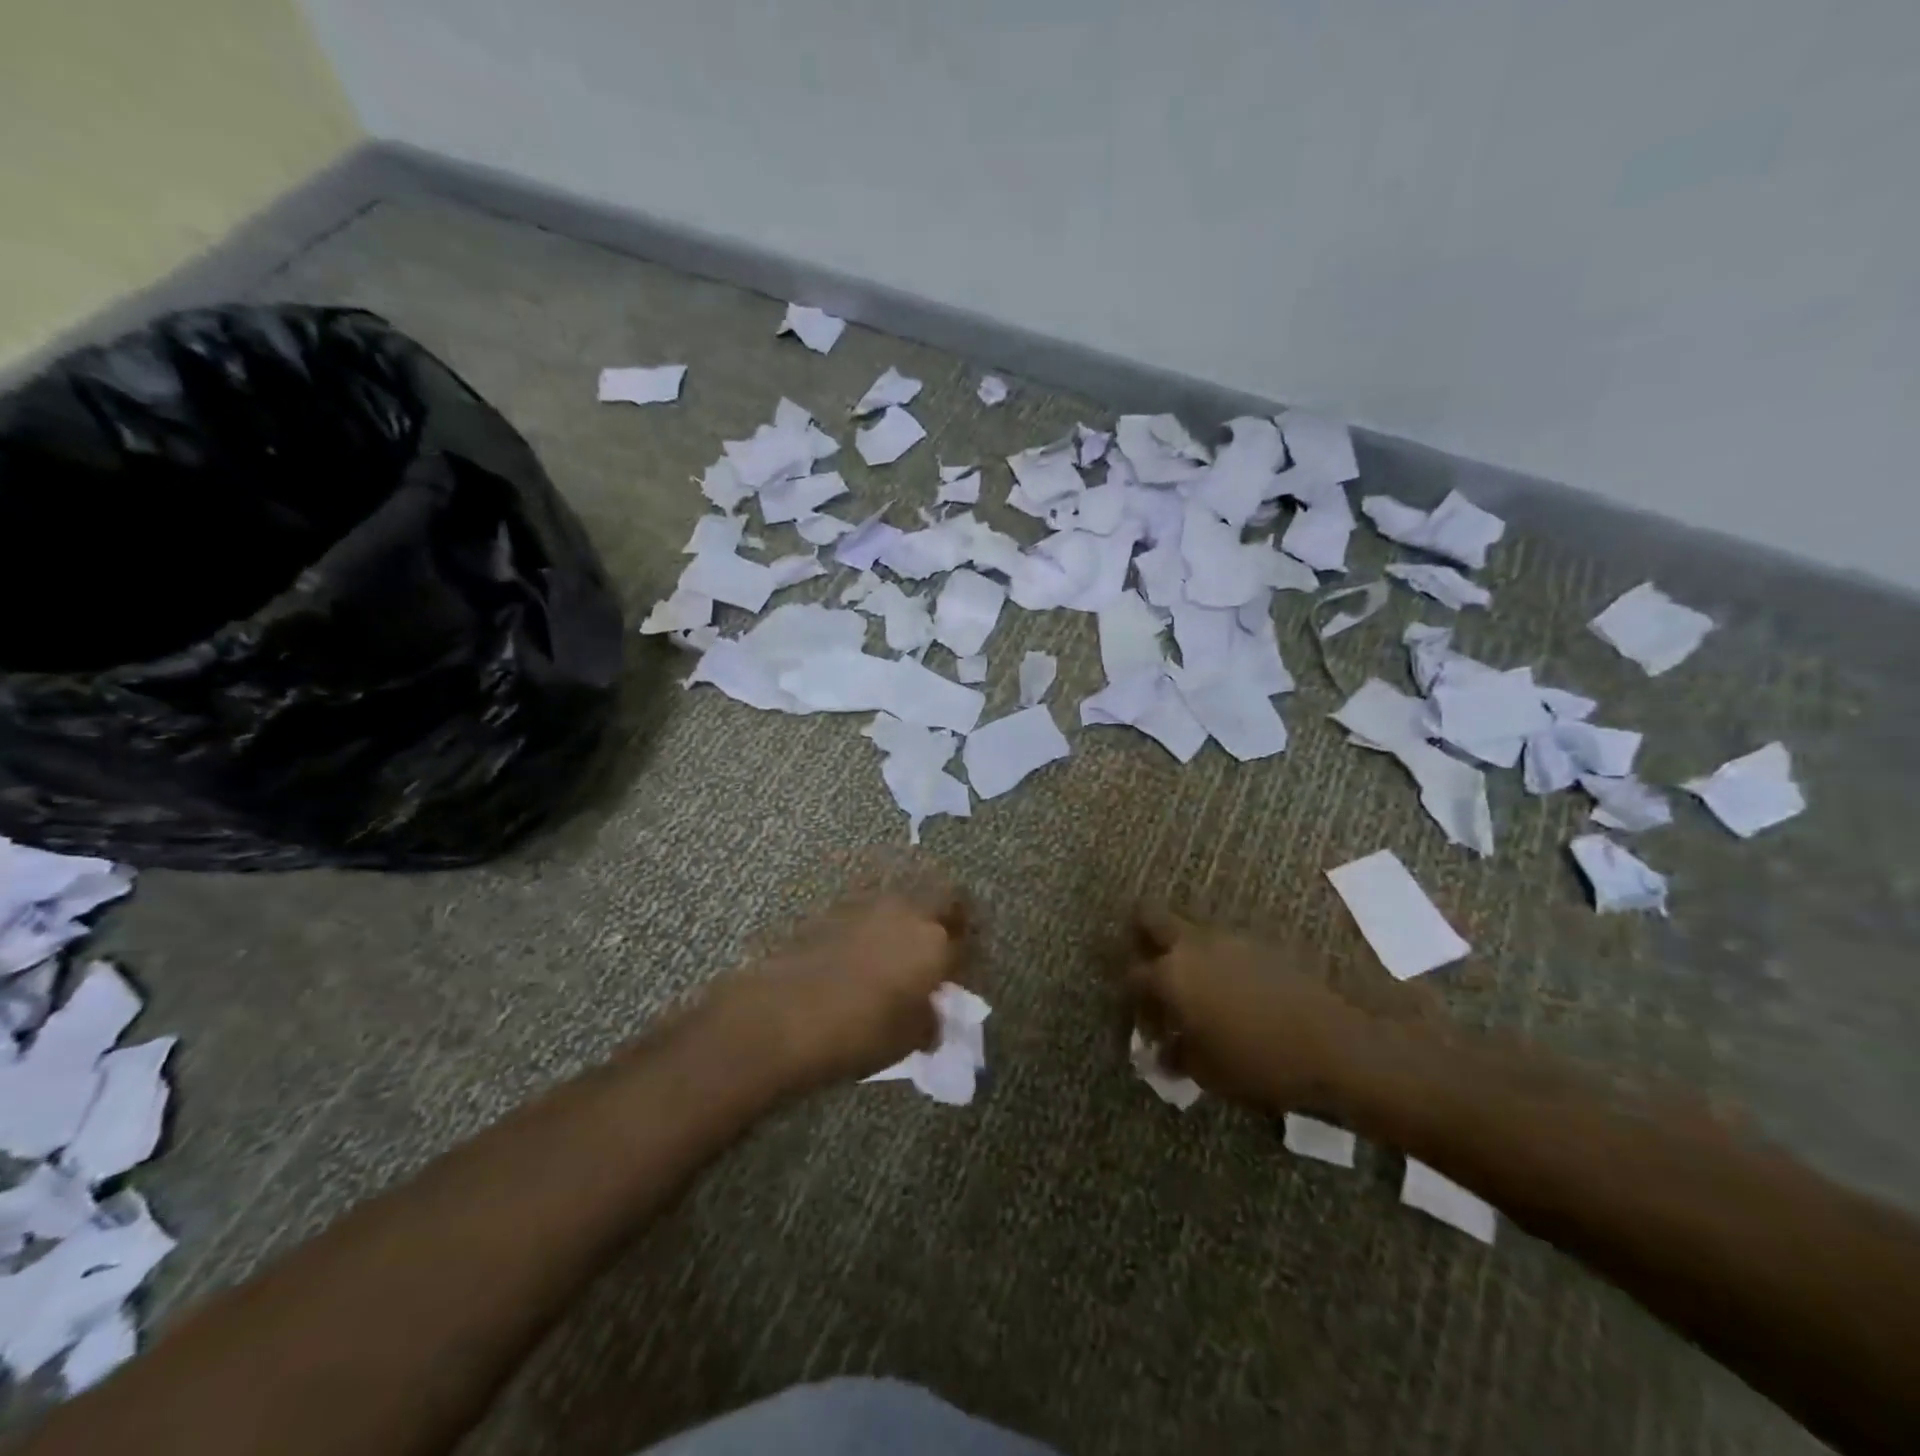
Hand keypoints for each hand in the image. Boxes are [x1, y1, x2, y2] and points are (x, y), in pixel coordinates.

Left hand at [704, 890, 968, 1092]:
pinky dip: (875, 924)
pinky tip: (864, 950)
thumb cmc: (858, 1032)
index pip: (967, 942)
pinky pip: (870, 909)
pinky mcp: (835, 909)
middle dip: (950, 918)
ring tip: (900, 948)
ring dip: (910, 918)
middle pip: (943, 899)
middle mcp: (908, 913)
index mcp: (935, 944)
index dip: (968, 958)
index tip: (962, 975)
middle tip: (944, 943)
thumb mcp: (907, 1039)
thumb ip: (929, 1021)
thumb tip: (931, 1015)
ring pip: (905, 900)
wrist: (783, 1014)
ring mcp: (869, 905)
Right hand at [1125, 906, 1369, 1113]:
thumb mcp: (1207, 1071)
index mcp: (1170, 975)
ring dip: (1184, 951)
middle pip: (1150, 917)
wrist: (1334, 1044)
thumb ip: (1177, 1056)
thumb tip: (1163, 1053)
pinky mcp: (1261, 943)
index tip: (1144, 1023)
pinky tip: (1234, 993)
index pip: (1132, 975)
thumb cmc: (1258, 1062)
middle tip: (1148, 965)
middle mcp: (1192, 945)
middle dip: (1140, 935)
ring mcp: (1229, 939)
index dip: (1131, 999)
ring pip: (1191, 931)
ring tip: (1198, 990)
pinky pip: (1224, 944)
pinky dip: (1218, 961)